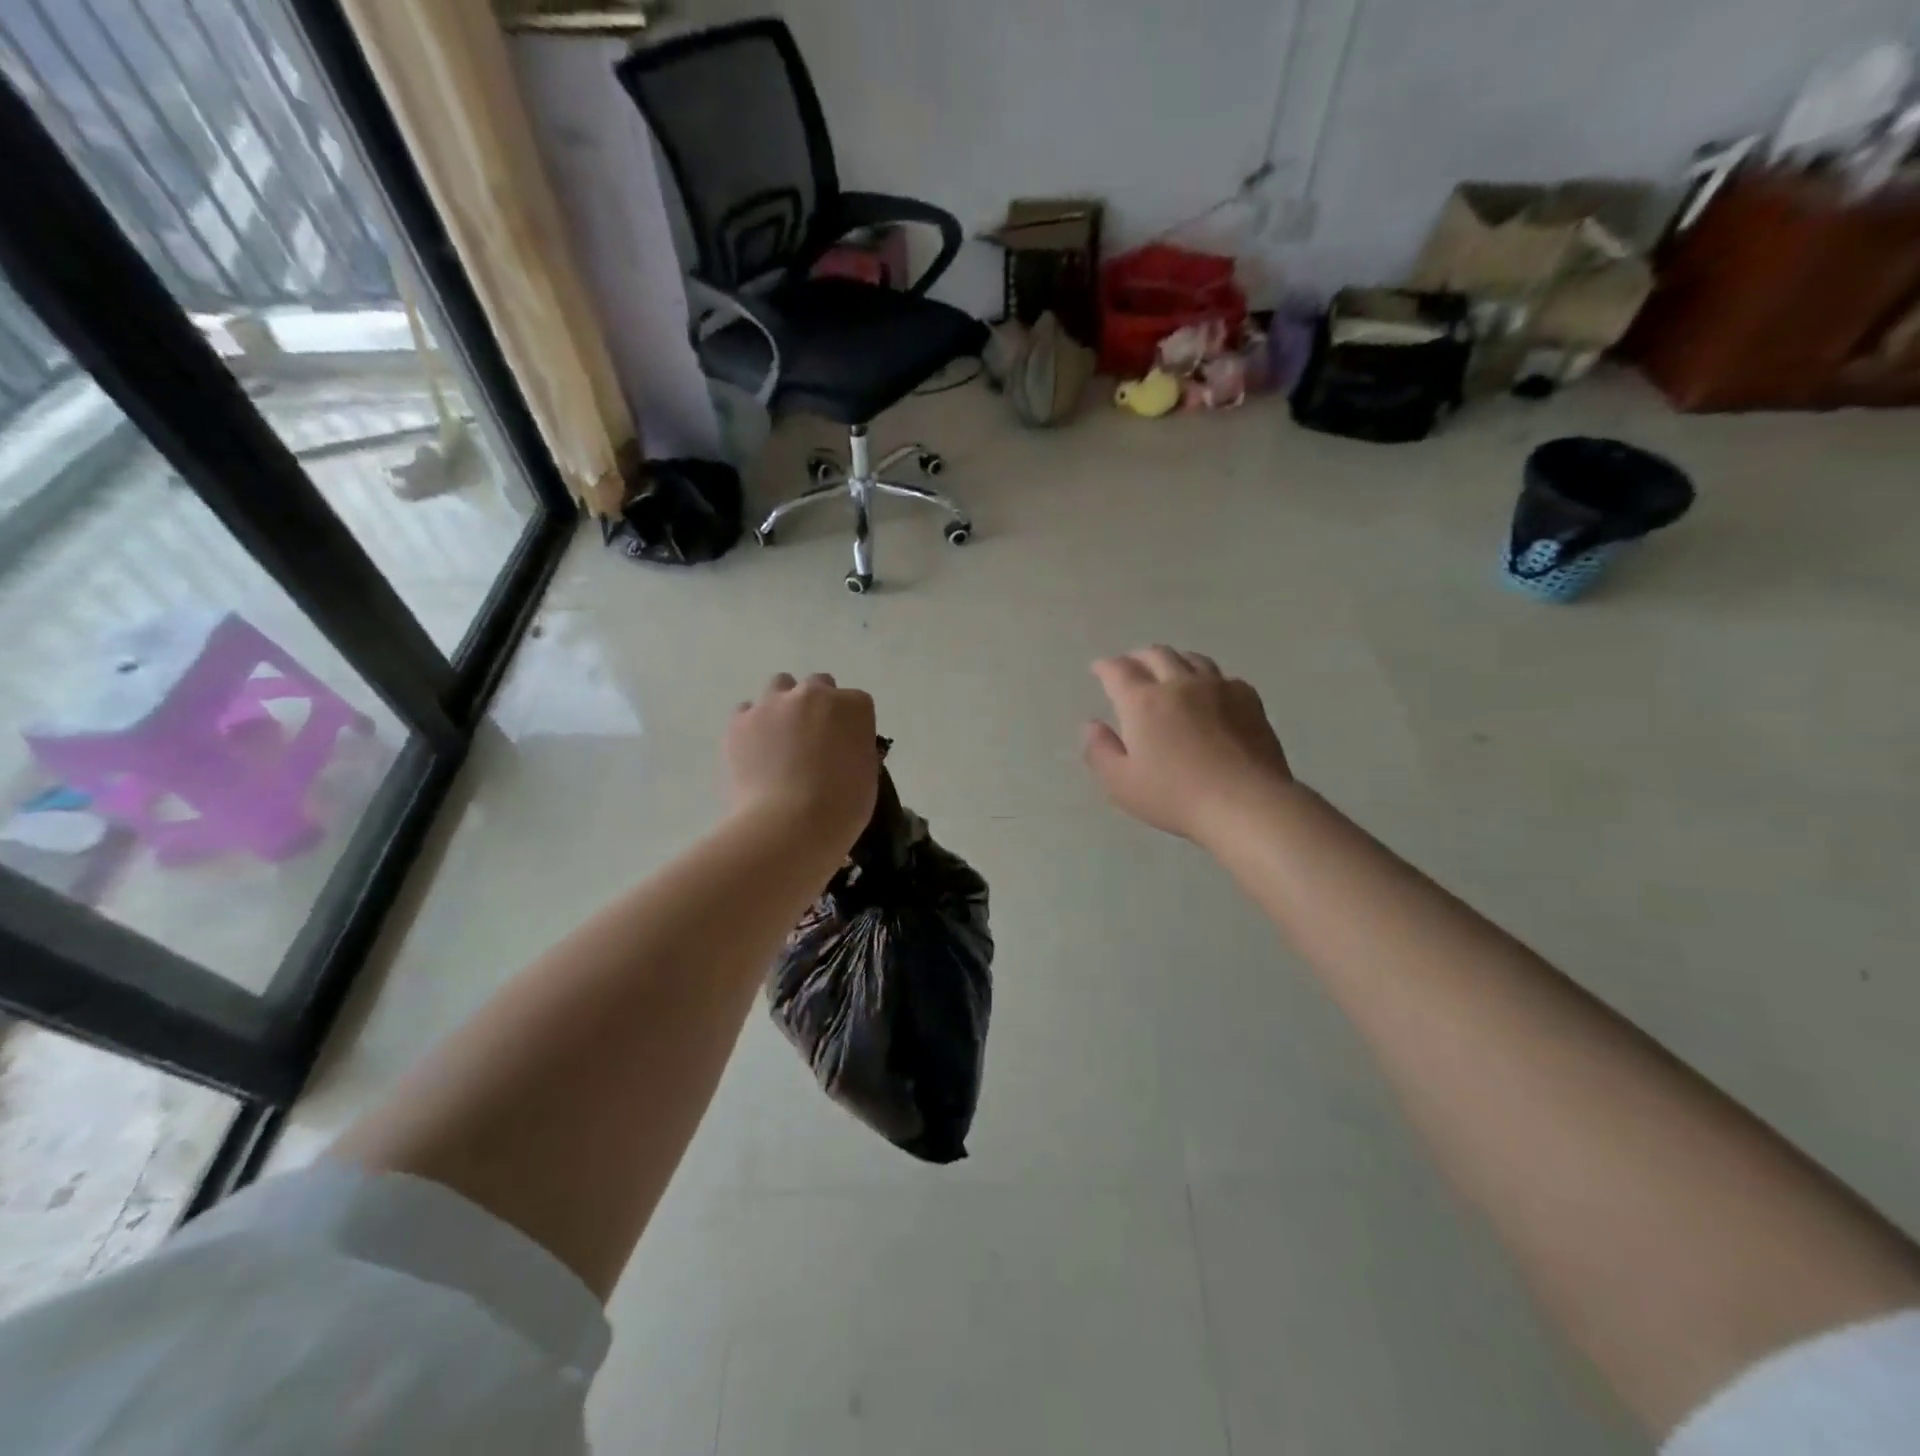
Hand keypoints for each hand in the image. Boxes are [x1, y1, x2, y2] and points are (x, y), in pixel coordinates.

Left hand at [726, 673, 878, 852]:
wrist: (789, 825)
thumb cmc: (842, 807)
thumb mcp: (867, 776)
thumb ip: (856, 750)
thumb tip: (842, 750)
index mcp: (854, 707)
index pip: (856, 703)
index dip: (850, 725)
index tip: (845, 746)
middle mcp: (814, 694)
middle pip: (817, 685)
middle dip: (817, 706)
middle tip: (813, 739)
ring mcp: (773, 704)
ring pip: (779, 687)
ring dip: (783, 705)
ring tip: (780, 739)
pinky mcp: (740, 721)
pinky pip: (747, 711)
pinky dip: (752, 725)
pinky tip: (755, 750)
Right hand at [1083, 646, 1293, 842]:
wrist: (1245, 802)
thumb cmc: (1174, 796)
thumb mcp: (1121, 783)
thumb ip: (1100, 751)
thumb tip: (1093, 725)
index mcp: (1143, 702)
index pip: (1118, 670)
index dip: (1105, 667)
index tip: (1098, 669)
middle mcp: (1179, 684)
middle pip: (1156, 655)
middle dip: (1138, 657)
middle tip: (1131, 666)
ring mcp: (1217, 688)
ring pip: (1191, 659)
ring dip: (1173, 660)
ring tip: (1169, 670)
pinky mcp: (1248, 699)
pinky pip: (1223, 676)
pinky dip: (1207, 678)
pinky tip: (1210, 692)